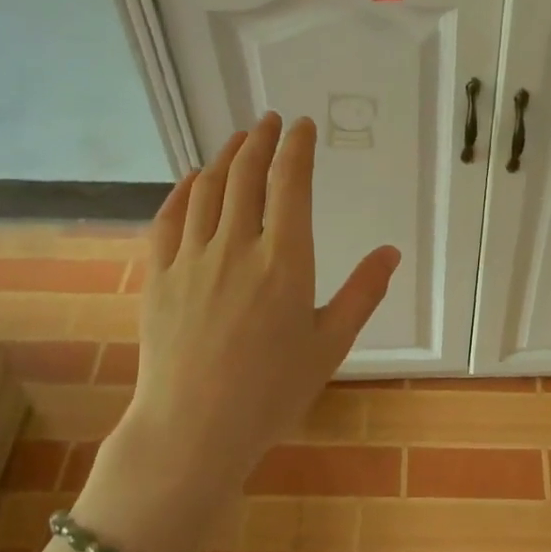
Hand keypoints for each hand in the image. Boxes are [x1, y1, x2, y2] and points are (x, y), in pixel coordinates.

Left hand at [76, 113, 399, 551]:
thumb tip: (390, 251)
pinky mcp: (160, 277)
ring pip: (206, 189)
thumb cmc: (272, 392)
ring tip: (237, 141)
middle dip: (260, 140)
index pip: (290, 183)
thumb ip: (362, 293)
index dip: (297, 147)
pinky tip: (190, 181)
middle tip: (270, 121)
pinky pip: (168, 219)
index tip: (302, 126)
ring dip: (224, 157)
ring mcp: (192, 259)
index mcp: (285, 261)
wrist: (194, 430)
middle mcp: (236, 246)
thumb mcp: (330, 345)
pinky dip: (181, 191)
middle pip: (245, 174)